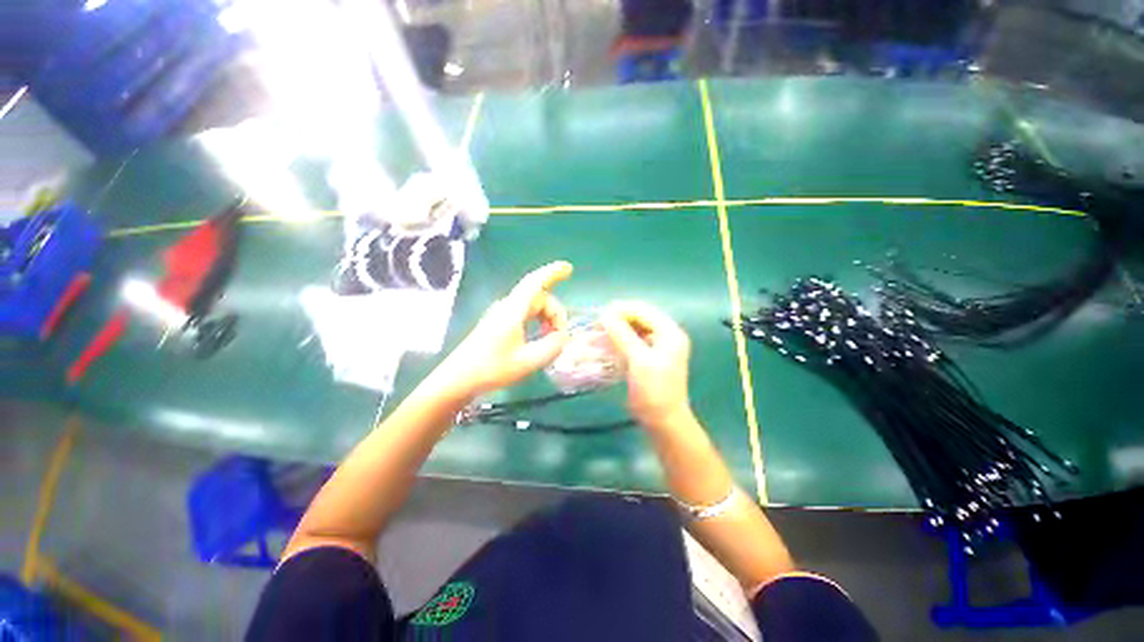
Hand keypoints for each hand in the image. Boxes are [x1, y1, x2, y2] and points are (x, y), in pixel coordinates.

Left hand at [433, 261, 572, 397]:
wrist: (458, 379)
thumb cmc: (491, 369)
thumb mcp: (528, 361)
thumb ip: (551, 346)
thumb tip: (563, 336)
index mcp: (513, 310)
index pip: (535, 282)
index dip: (553, 273)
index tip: (569, 268)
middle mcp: (508, 306)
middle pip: (539, 298)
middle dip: (555, 313)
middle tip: (561, 337)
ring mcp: (502, 314)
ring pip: (533, 306)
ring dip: (547, 319)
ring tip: (551, 339)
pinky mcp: (499, 323)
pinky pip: (525, 314)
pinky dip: (538, 322)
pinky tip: (540, 338)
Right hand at [600, 301, 693, 430]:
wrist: (663, 421)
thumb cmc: (654, 390)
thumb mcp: (638, 360)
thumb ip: (622, 334)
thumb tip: (605, 314)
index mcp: (669, 332)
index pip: (642, 310)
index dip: (620, 310)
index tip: (599, 317)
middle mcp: (665, 335)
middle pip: (638, 318)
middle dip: (616, 320)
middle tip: (596, 327)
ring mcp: (658, 346)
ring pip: (633, 329)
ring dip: (615, 331)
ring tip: (596, 336)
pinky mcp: (649, 357)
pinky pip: (631, 342)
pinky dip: (618, 342)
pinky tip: (604, 346)